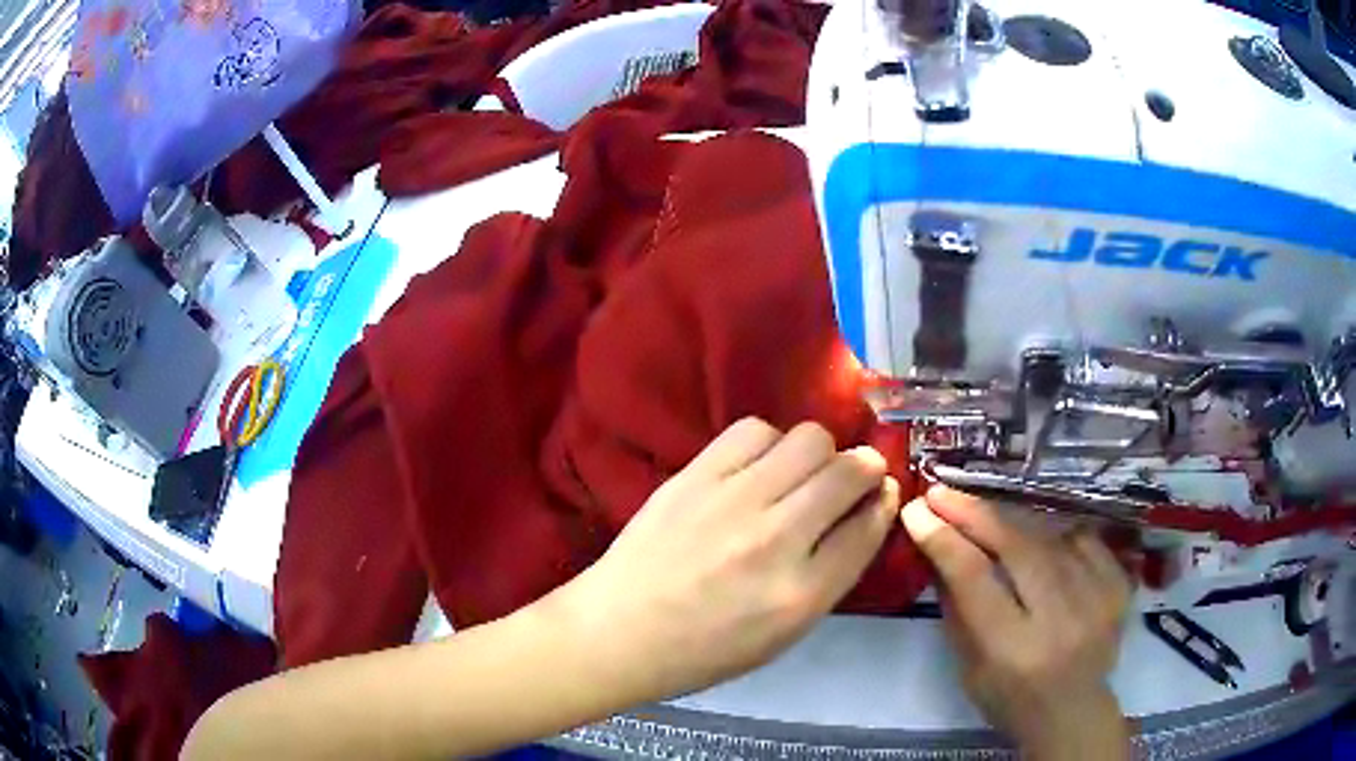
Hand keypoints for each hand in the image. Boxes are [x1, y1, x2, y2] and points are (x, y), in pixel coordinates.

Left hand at [549, 418, 899, 700]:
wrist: (618, 631)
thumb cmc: (703, 649)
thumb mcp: (783, 635)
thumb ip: (830, 577)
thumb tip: (863, 515)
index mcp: (801, 595)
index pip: (869, 525)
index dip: (883, 501)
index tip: (880, 492)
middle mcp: (776, 541)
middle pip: (848, 472)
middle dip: (864, 467)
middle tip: (849, 477)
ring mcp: (732, 502)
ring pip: (809, 439)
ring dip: (819, 453)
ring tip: (799, 473)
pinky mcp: (695, 476)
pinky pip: (755, 430)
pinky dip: (770, 442)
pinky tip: (758, 465)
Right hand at [900, 487, 1132, 760]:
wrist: (1073, 713)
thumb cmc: (1010, 700)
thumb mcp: (969, 668)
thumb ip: (957, 609)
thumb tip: (939, 548)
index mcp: (1013, 649)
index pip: (975, 579)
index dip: (944, 540)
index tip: (918, 511)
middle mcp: (1059, 618)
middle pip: (1017, 546)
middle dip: (975, 514)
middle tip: (942, 493)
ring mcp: (1097, 596)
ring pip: (1049, 535)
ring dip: (1010, 518)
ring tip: (981, 509)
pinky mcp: (1118, 585)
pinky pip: (1082, 538)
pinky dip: (1055, 531)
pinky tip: (1036, 535)